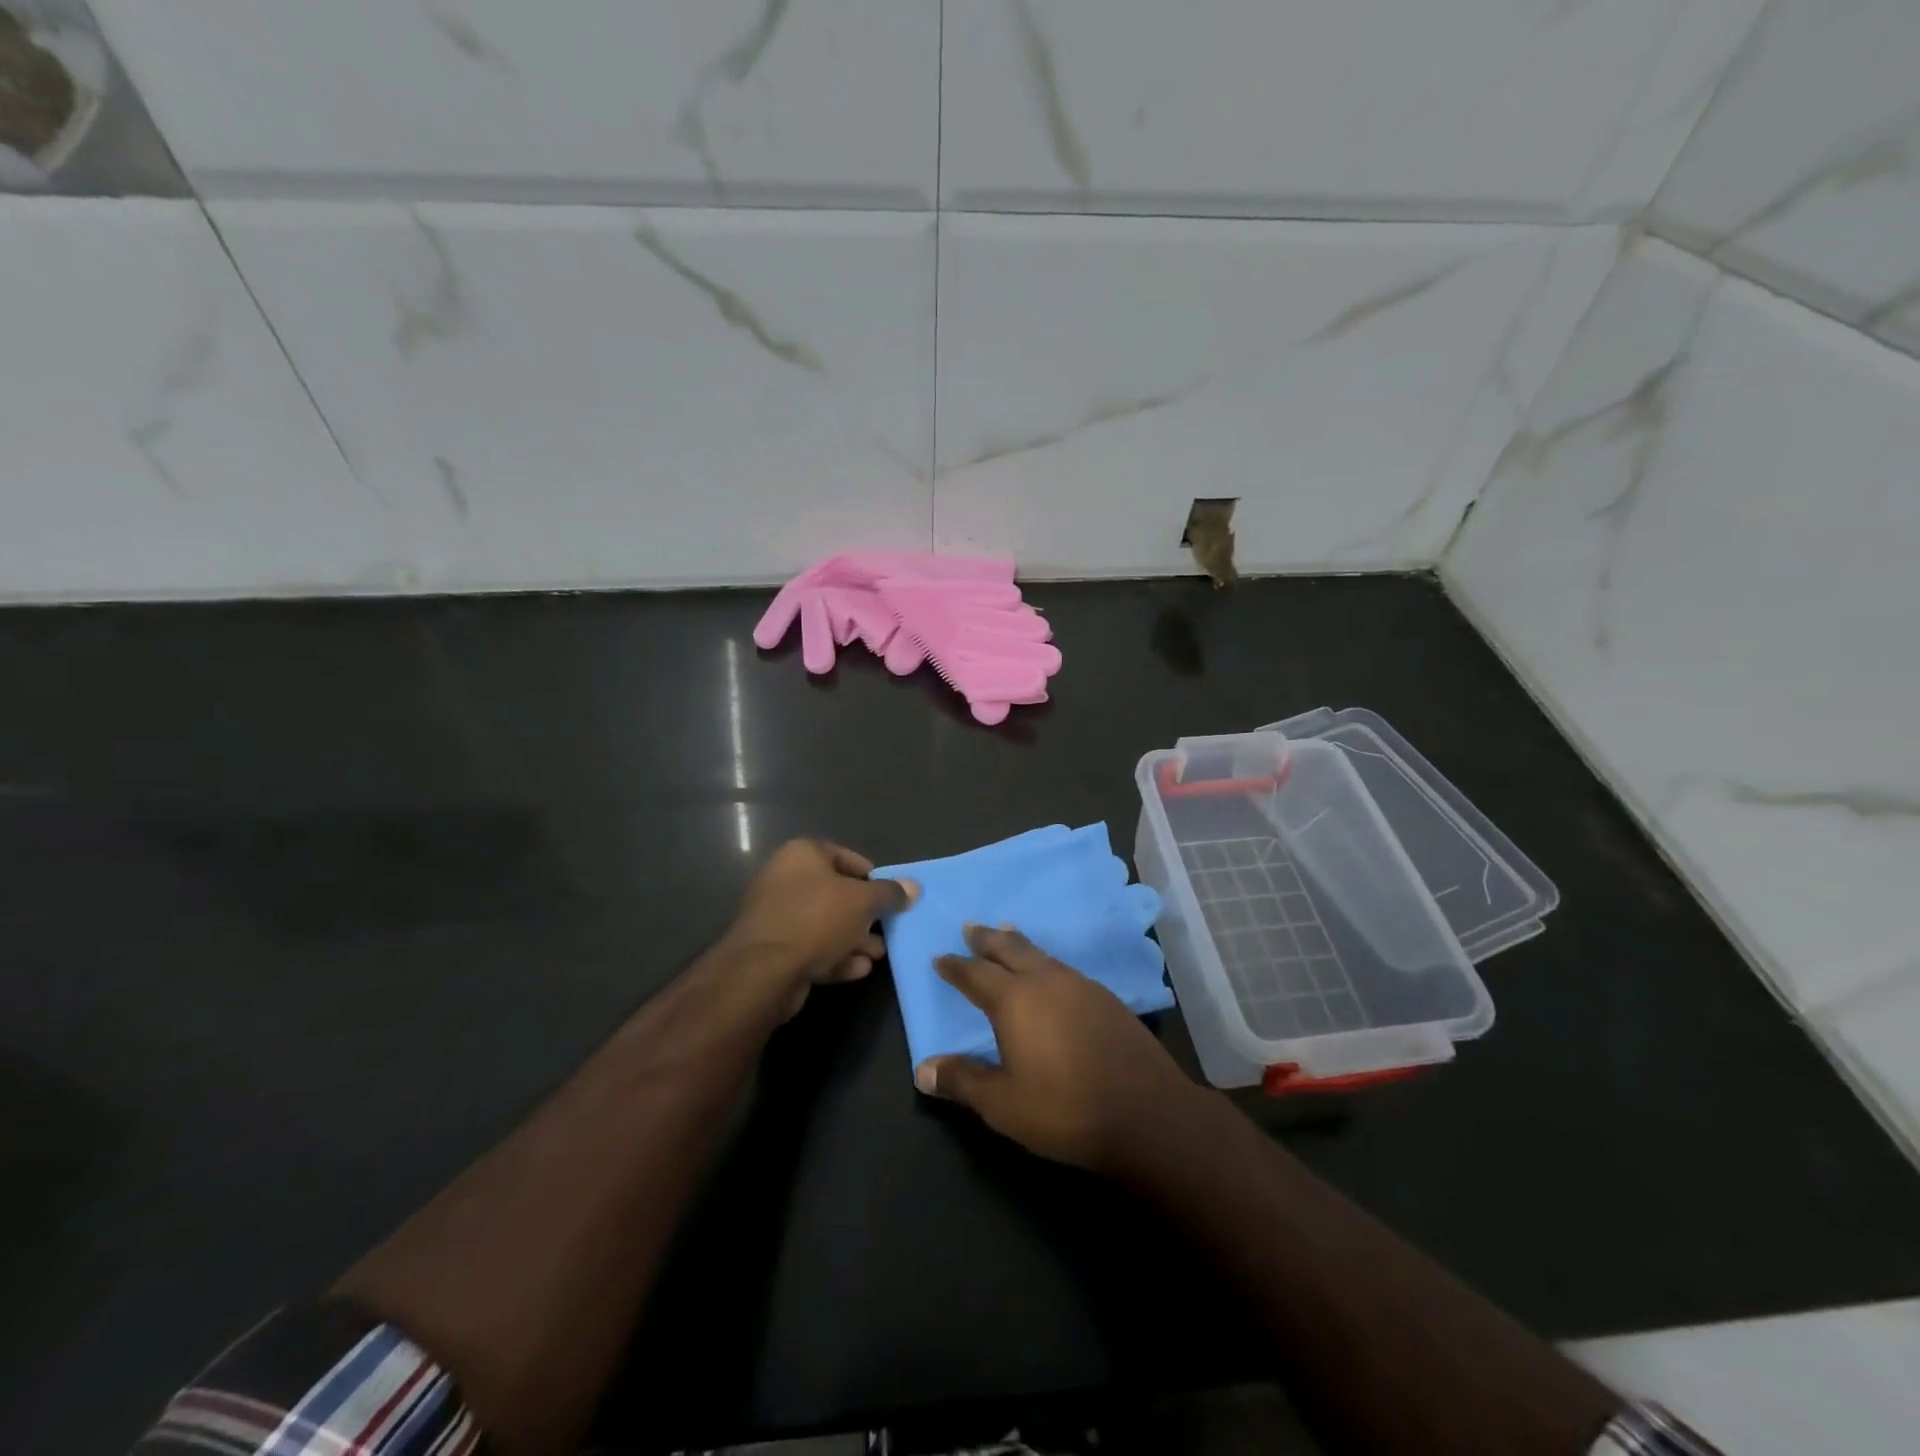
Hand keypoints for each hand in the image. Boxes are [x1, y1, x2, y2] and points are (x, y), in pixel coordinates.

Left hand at [722, 840, 917, 1017]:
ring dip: (853, 939)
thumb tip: (913, 887)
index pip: (845, 857)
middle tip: (887, 929)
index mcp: (802, 854)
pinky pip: (811, 947)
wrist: (763, 971)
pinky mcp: (773, 949)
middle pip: (835, 893)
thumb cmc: (817, 919)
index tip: (889, 896)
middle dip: (864, 914)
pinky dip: (835, 956)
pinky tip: (858, 969)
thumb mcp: (863, 902)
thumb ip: (889, 893)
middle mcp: (785, 878)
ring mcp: (776, 915)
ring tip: (878, 954)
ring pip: (824, 923)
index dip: (871, 876)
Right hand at [916, 925, 1199, 1173]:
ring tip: (1008, 937)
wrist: (1146, 1112)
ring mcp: (1081, 986)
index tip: (940, 957)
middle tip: (972, 928)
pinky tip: (1051, 977)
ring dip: (1019, 945)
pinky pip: (1064, 969)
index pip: (976, 974)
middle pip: (1010, 949)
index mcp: (1015, 1000)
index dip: (956, 966)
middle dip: (988, 939)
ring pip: (1041, 955)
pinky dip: (1046, 963)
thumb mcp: (1003, 1104)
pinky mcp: (1107, 999)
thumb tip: (923, 1069)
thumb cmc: (1065, 1108)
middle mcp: (1046, 981)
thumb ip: (963, 1081)